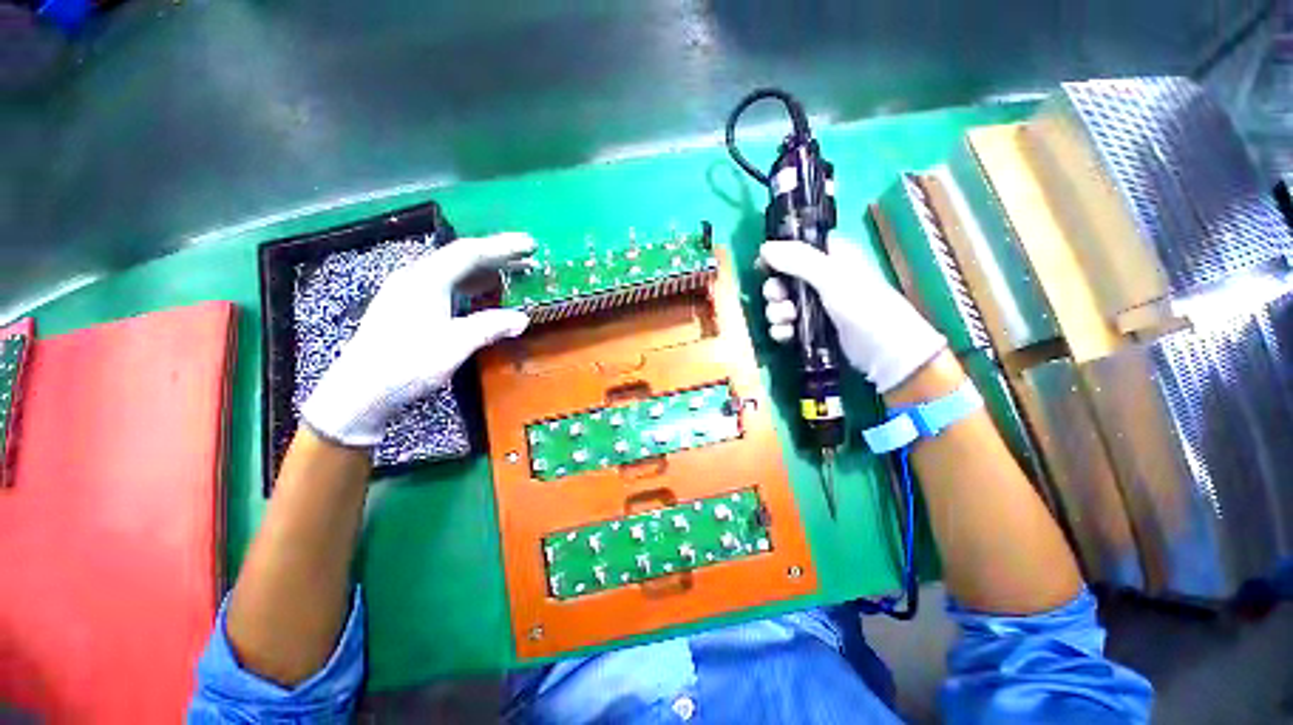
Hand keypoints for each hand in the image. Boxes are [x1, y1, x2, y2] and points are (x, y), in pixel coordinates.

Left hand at [302, 233, 534, 447]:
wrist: (360, 394)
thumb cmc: (407, 365)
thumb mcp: (454, 345)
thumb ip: (490, 327)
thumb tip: (522, 319)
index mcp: (425, 279)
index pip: (469, 252)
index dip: (502, 246)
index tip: (530, 244)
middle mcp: (416, 278)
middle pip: (462, 259)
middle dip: (498, 256)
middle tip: (529, 257)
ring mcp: (410, 293)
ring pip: (456, 273)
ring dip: (487, 272)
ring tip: (515, 273)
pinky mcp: (410, 309)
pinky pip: (449, 287)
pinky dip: (474, 287)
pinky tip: (486, 294)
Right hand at [759, 238, 945, 392]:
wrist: (884, 352)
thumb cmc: (863, 306)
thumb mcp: (831, 277)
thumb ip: (797, 261)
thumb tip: (763, 248)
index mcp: (831, 256)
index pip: (797, 246)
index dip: (778, 254)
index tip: (763, 265)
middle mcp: (820, 277)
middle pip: (782, 277)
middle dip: (774, 290)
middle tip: (778, 298)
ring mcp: (814, 305)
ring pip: (780, 303)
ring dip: (776, 312)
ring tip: (788, 320)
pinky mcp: (810, 328)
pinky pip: (785, 324)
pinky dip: (781, 329)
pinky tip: (786, 335)